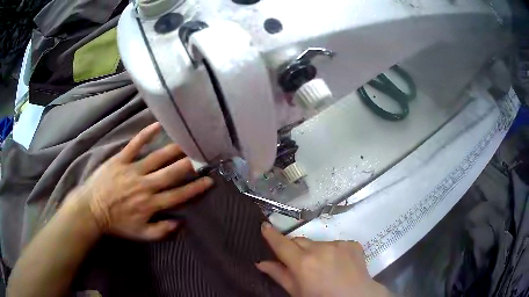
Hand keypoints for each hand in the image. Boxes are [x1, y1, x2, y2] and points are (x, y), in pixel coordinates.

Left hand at [68, 122, 213, 240]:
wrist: (91, 210)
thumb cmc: (116, 223)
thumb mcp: (141, 235)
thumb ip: (162, 231)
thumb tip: (180, 222)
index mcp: (151, 204)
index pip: (179, 195)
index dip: (195, 188)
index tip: (209, 180)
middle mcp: (145, 185)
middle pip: (171, 173)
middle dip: (189, 164)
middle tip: (202, 155)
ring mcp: (133, 170)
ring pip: (157, 158)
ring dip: (174, 150)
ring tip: (187, 142)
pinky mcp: (120, 160)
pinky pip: (134, 145)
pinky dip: (146, 134)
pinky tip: (158, 125)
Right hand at [257, 222, 391, 296]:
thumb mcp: (297, 291)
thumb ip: (279, 275)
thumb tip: (261, 263)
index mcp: (303, 263)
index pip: (282, 244)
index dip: (271, 235)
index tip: (265, 226)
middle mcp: (320, 248)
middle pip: (299, 241)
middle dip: (294, 248)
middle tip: (297, 262)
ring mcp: (338, 244)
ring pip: (317, 242)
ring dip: (314, 251)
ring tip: (322, 267)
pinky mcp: (352, 243)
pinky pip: (335, 244)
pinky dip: (332, 251)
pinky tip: (337, 264)